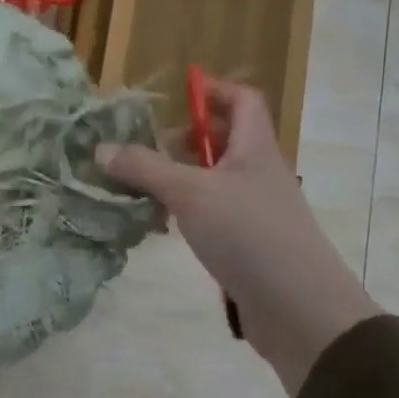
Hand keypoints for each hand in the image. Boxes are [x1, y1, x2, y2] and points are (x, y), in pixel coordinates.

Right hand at [97, 77, 379, 395]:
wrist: (297, 307)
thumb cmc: (248, 234)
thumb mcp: (190, 193)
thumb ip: (145, 168)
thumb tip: (101, 149)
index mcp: (254, 148)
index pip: (241, 100)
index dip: (212, 90)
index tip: (176, 94)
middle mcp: (257, 173)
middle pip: (222, 141)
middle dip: (181, 140)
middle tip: (142, 150)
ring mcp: (254, 210)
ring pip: (212, 181)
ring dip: (177, 180)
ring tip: (139, 190)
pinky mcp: (247, 243)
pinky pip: (211, 214)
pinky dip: (185, 213)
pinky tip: (160, 227)